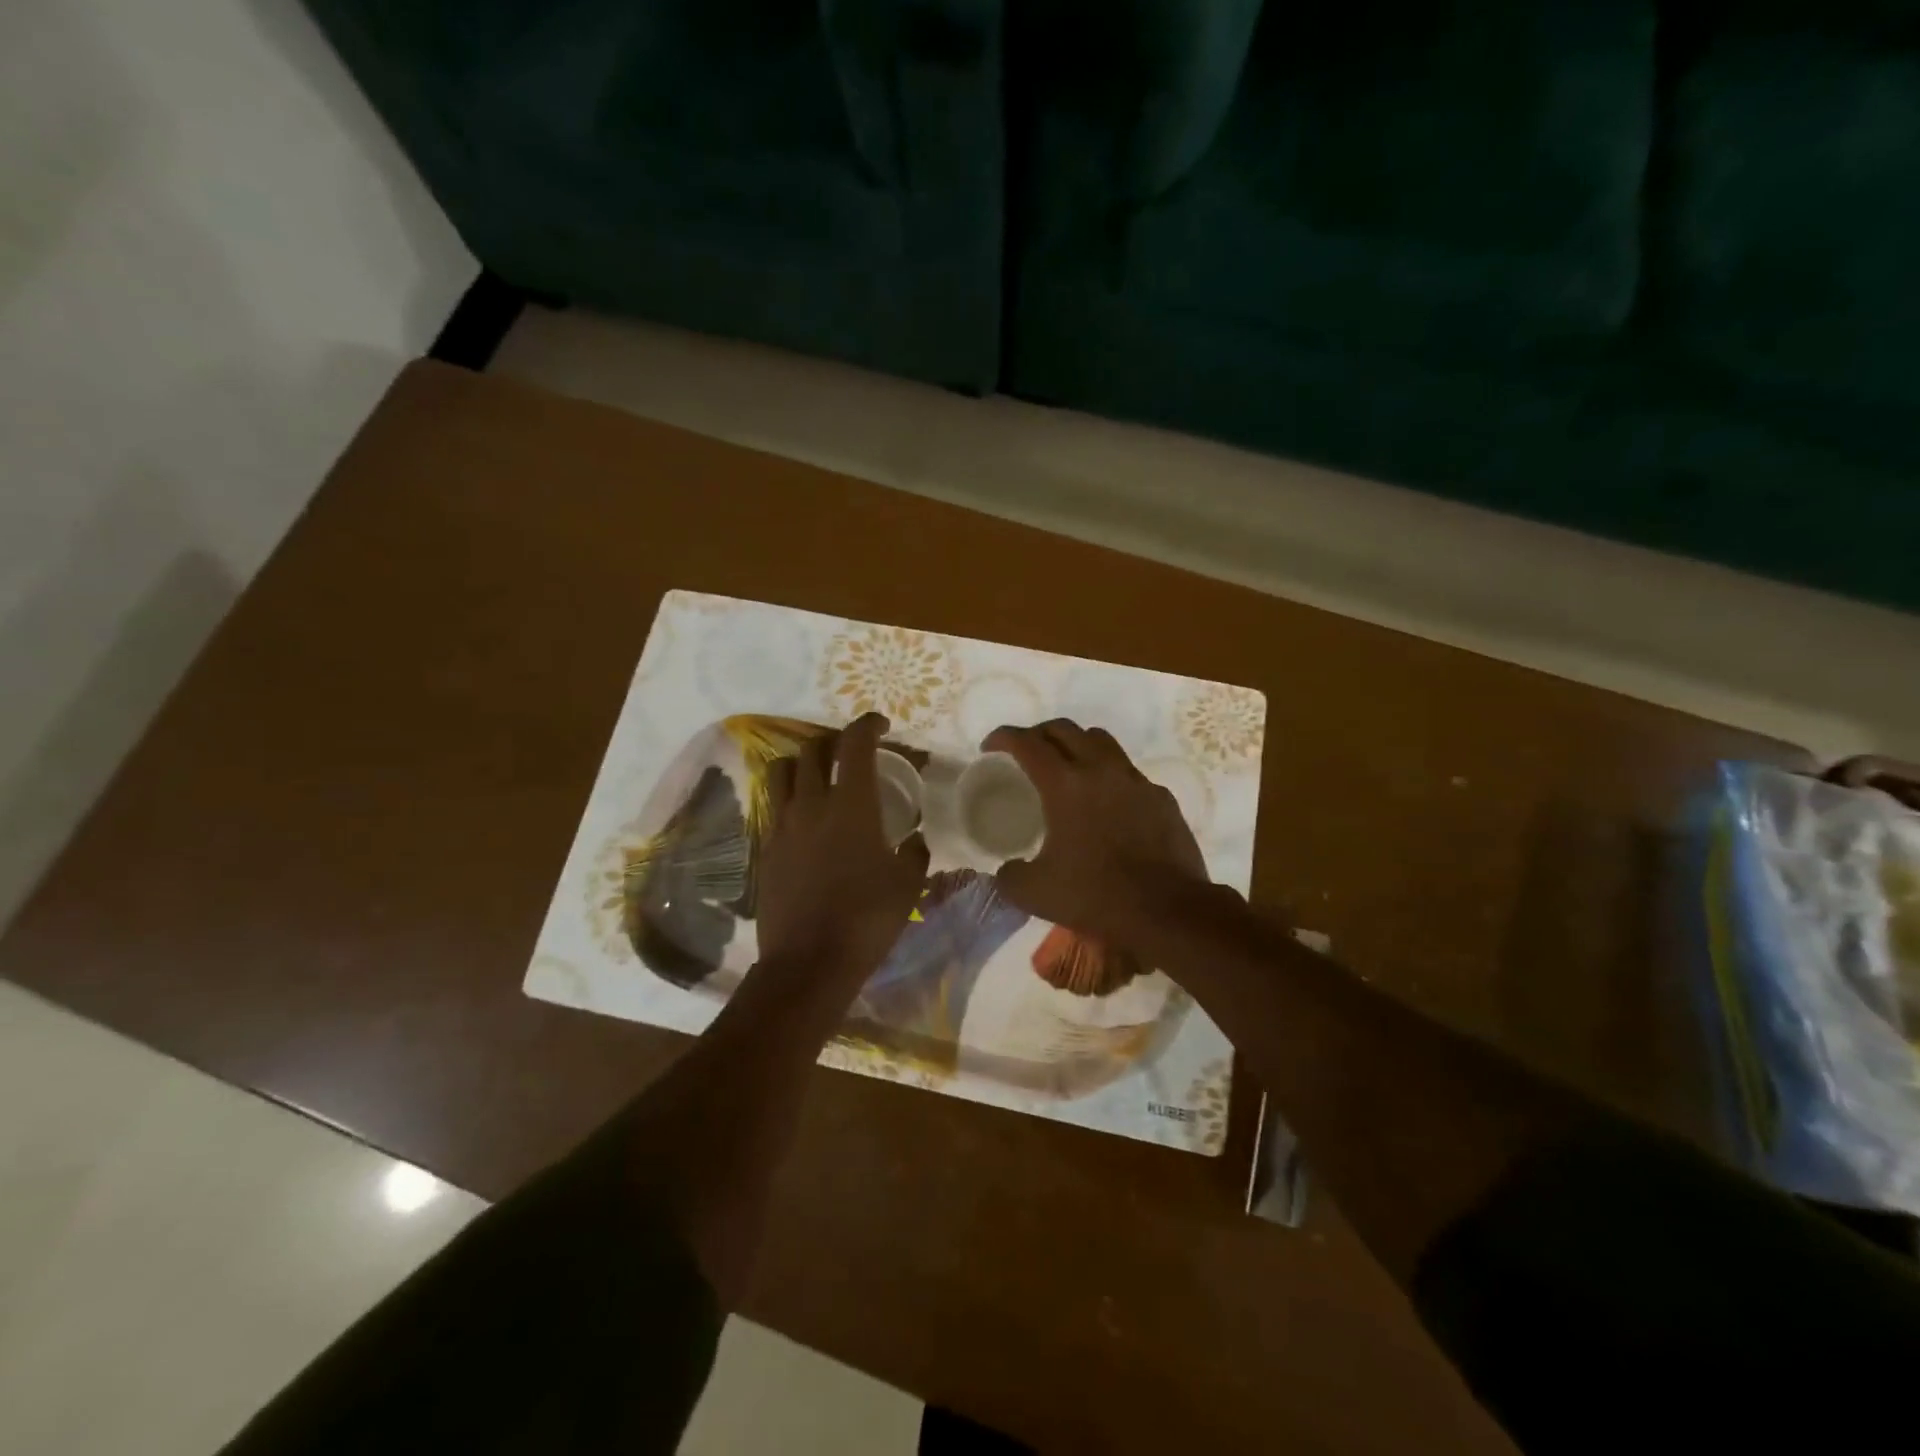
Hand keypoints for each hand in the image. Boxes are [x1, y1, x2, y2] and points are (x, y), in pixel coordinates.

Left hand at [756, 713, 929, 977]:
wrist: (808, 961)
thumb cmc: (867, 918)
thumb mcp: (907, 884)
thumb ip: (915, 852)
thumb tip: (916, 839)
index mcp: (851, 804)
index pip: (854, 744)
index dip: (867, 725)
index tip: (880, 725)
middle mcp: (811, 804)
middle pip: (812, 749)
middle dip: (832, 741)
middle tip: (849, 752)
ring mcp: (782, 826)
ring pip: (782, 772)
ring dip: (802, 764)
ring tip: (819, 777)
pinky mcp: (765, 850)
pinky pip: (773, 807)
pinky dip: (789, 799)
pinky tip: (805, 820)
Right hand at [983, 720, 1211, 950]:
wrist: (1167, 910)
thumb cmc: (1096, 894)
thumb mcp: (1034, 893)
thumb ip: (1010, 876)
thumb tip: (1008, 870)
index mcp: (1065, 784)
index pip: (1027, 743)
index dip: (1003, 737)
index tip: (990, 747)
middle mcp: (1101, 770)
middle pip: (1064, 729)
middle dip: (1038, 733)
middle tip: (1025, 752)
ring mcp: (1135, 780)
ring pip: (1101, 740)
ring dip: (1076, 744)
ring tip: (1066, 766)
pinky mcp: (1160, 797)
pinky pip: (1128, 773)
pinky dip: (1109, 776)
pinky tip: (1106, 804)